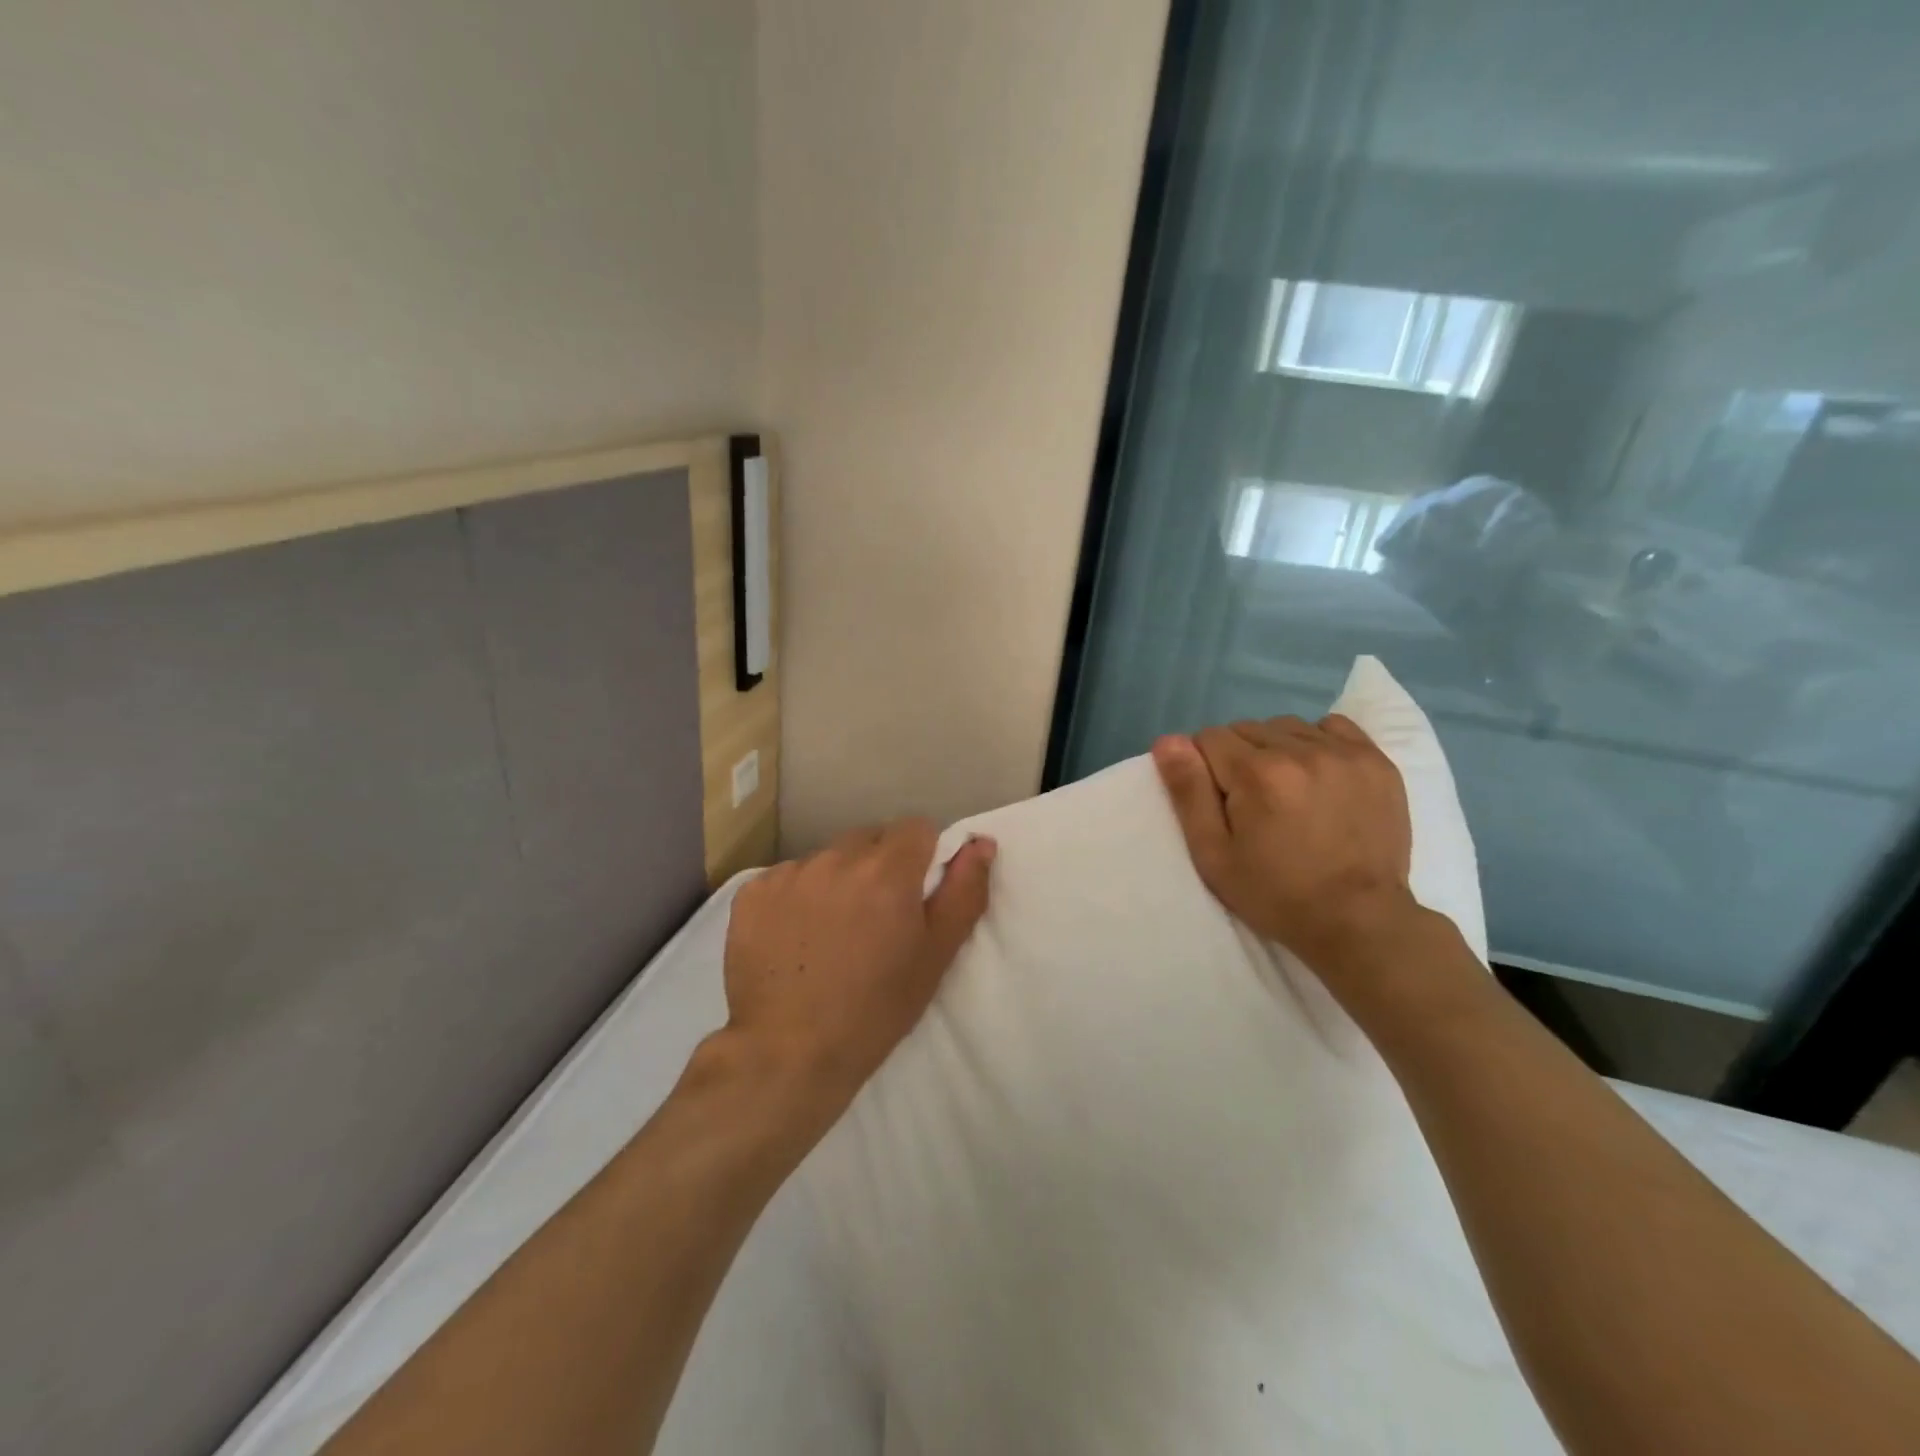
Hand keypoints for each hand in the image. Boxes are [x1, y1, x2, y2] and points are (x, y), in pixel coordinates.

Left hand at [717, 819, 994, 1138]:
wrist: (787, 1054)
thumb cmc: (875, 1010)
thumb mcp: (935, 956)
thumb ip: (963, 891)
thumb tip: (980, 842)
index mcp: (887, 871)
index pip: (916, 828)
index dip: (922, 857)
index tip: (915, 896)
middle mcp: (836, 858)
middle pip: (870, 840)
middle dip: (879, 867)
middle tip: (875, 919)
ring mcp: (789, 874)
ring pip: (828, 858)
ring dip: (838, 881)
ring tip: (832, 933)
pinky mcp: (752, 893)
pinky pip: (788, 878)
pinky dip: (797, 898)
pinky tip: (794, 939)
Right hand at [1152, 715, 1419, 978]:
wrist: (1360, 921)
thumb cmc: (1275, 894)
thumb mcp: (1214, 854)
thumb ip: (1188, 792)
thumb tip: (1168, 741)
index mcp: (1257, 774)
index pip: (1209, 737)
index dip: (1203, 767)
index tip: (1218, 802)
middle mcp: (1301, 751)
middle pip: (1246, 729)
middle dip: (1237, 757)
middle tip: (1250, 802)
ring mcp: (1345, 753)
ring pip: (1286, 726)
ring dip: (1275, 748)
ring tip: (1285, 789)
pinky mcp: (1376, 761)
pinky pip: (1333, 727)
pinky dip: (1316, 742)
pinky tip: (1317, 774)